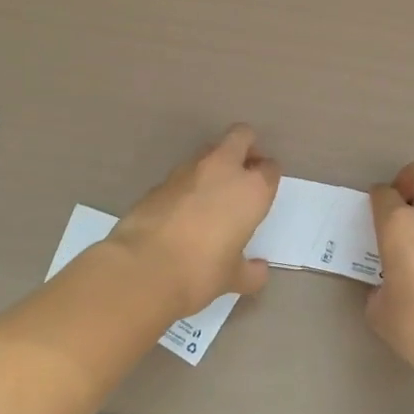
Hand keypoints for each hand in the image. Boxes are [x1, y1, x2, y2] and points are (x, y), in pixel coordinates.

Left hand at [108, 125, 280, 318]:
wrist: (143, 268)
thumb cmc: (201, 272)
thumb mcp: (232, 277)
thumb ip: (250, 271)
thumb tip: (258, 270)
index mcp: (251, 190)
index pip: (270, 168)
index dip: (267, 177)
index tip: (263, 192)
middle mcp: (223, 169)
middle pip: (241, 136)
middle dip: (246, 147)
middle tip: (243, 174)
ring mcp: (188, 170)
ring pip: (210, 151)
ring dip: (215, 165)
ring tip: (212, 197)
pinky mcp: (160, 180)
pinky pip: (183, 174)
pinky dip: (188, 185)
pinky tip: (183, 212)